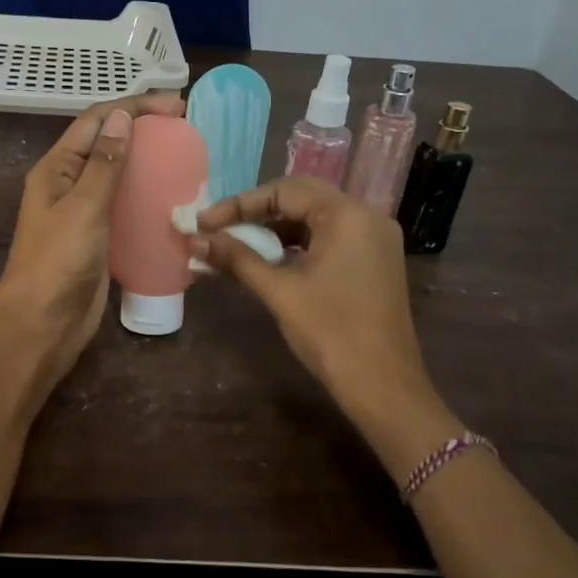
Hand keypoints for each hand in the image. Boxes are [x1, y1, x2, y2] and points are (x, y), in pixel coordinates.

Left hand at [0, 92, 186, 386]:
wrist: (43, 324)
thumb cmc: (58, 262)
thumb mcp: (83, 207)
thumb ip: (104, 163)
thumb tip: (123, 117)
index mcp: (56, 169)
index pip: (96, 121)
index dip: (134, 107)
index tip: (176, 107)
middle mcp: (68, 184)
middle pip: (108, 144)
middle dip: (144, 131)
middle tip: (186, 130)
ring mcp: (83, 213)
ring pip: (118, 176)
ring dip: (147, 163)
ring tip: (185, 159)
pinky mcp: (99, 238)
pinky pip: (125, 207)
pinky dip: (147, 197)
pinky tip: (173, 199)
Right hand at [192, 176, 434, 421]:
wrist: (382, 386)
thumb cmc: (330, 333)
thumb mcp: (279, 291)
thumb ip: (237, 259)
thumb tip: (195, 240)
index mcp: (347, 215)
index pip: (284, 191)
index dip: (239, 204)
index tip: (203, 223)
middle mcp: (367, 216)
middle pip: (301, 198)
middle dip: (255, 213)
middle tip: (217, 229)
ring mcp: (375, 240)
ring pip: (314, 219)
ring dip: (274, 229)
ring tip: (235, 245)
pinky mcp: (374, 262)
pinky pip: (329, 238)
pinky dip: (296, 244)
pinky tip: (268, 260)